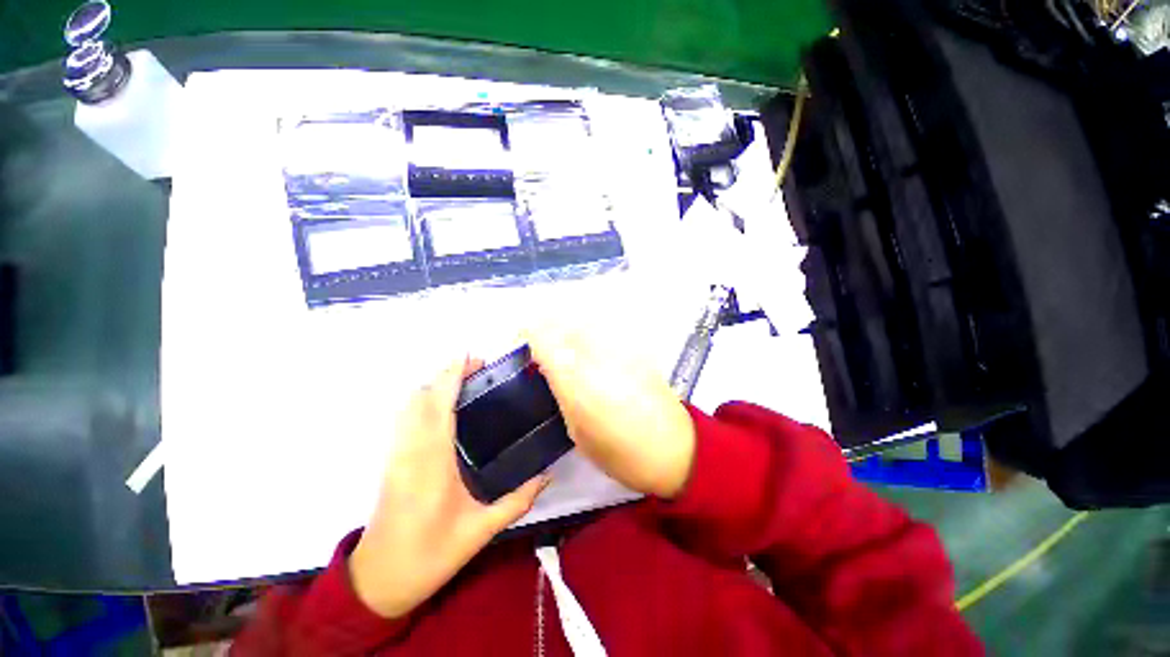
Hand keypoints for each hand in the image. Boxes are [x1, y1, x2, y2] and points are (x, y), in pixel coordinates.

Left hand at [349, 357, 550, 618]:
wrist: (378, 579)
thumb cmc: (430, 554)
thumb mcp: (480, 530)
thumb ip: (518, 500)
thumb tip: (547, 475)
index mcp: (432, 460)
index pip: (439, 405)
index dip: (452, 376)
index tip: (471, 358)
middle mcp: (411, 449)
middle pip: (421, 396)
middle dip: (446, 374)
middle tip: (476, 367)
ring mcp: (397, 453)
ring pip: (409, 405)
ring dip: (434, 385)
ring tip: (462, 380)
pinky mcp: (391, 459)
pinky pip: (405, 417)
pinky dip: (423, 400)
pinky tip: (442, 405)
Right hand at [524, 326, 695, 498]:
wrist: (673, 448)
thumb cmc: (620, 452)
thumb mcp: (577, 432)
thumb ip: (561, 394)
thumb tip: (549, 371)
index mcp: (576, 381)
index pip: (543, 339)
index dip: (526, 336)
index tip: (520, 346)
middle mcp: (595, 356)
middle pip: (561, 322)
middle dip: (543, 328)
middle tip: (538, 345)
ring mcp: (617, 348)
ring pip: (582, 320)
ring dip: (565, 326)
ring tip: (560, 344)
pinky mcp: (634, 348)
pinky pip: (604, 329)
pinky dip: (588, 330)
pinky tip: (588, 346)